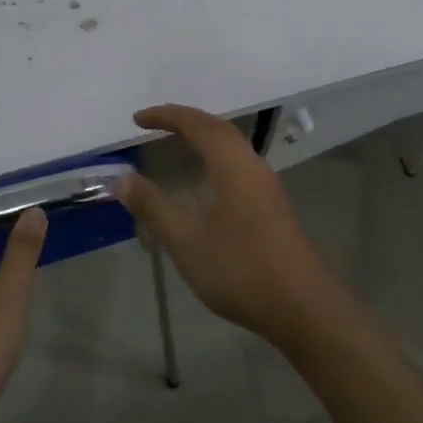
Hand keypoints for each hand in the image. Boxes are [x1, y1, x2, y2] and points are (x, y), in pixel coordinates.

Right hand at [113, 105, 351, 351]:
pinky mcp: (271, 206)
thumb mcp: (186, 240)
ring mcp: (266, 186)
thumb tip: (122, 179)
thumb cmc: (239, 268)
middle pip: (218, 129)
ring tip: (176, 145)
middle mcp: (252, 165)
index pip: (197, 124)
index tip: (138, 119)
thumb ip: (153, 207)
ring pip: (232, 147)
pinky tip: (204, 183)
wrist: (300, 306)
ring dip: (203, 139)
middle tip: (155, 124)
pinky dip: (215, 159)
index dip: (167, 116)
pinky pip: (238, 165)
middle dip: (186, 121)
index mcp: (232, 164)